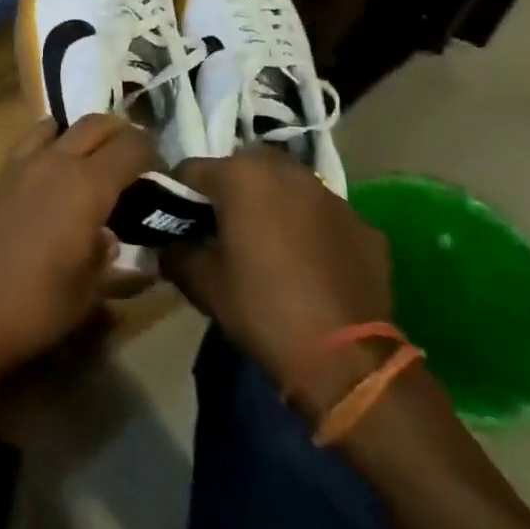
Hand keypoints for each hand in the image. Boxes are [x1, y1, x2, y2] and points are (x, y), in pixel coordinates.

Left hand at [0, 114, 158, 402]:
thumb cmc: (36, 305)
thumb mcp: (89, 292)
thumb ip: (112, 260)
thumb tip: (116, 242)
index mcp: (88, 186)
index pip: (131, 146)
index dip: (151, 154)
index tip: (160, 174)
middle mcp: (56, 161)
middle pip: (97, 123)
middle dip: (122, 135)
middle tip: (133, 163)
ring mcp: (21, 162)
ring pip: (58, 124)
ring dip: (81, 134)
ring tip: (90, 163)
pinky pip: (30, 143)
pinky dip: (48, 145)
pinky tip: (49, 177)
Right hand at [161, 146, 392, 411]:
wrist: (347, 359)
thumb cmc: (262, 309)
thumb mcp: (201, 282)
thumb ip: (175, 250)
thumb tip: (166, 243)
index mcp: (241, 175)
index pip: (190, 171)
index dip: (178, 197)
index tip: (178, 226)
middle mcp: (287, 171)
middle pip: (241, 169)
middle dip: (228, 192)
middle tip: (223, 232)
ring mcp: (331, 196)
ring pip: (286, 187)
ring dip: (271, 205)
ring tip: (268, 245)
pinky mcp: (363, 225)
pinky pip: (322, 216)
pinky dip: (309, 229)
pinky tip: (308, 265)